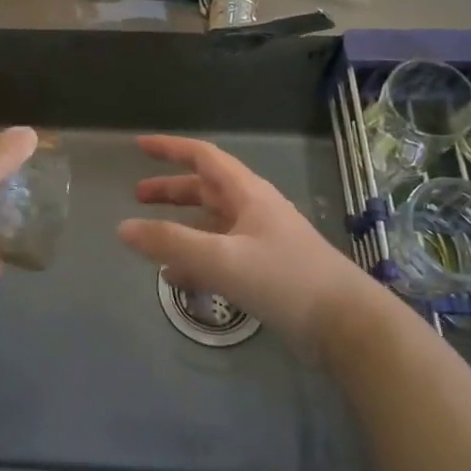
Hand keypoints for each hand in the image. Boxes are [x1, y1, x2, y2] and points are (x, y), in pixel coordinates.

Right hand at [117, 135, 392, 354]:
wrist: (347, 325)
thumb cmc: (284, 279)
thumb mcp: (221, 258)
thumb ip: (170, 243)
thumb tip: (123, 228)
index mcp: (247, 194)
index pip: (203, 157)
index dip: (170, 148)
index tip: (140, 145)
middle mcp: (254, 210)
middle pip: (205, 190)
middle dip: (171, 190)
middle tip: (138, 197)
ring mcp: (262, 241)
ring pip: (212, 225)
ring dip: (182, 228)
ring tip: (151, 242)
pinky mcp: (267, 271)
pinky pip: (222, 256)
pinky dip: (197, 260)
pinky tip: (178, 279)